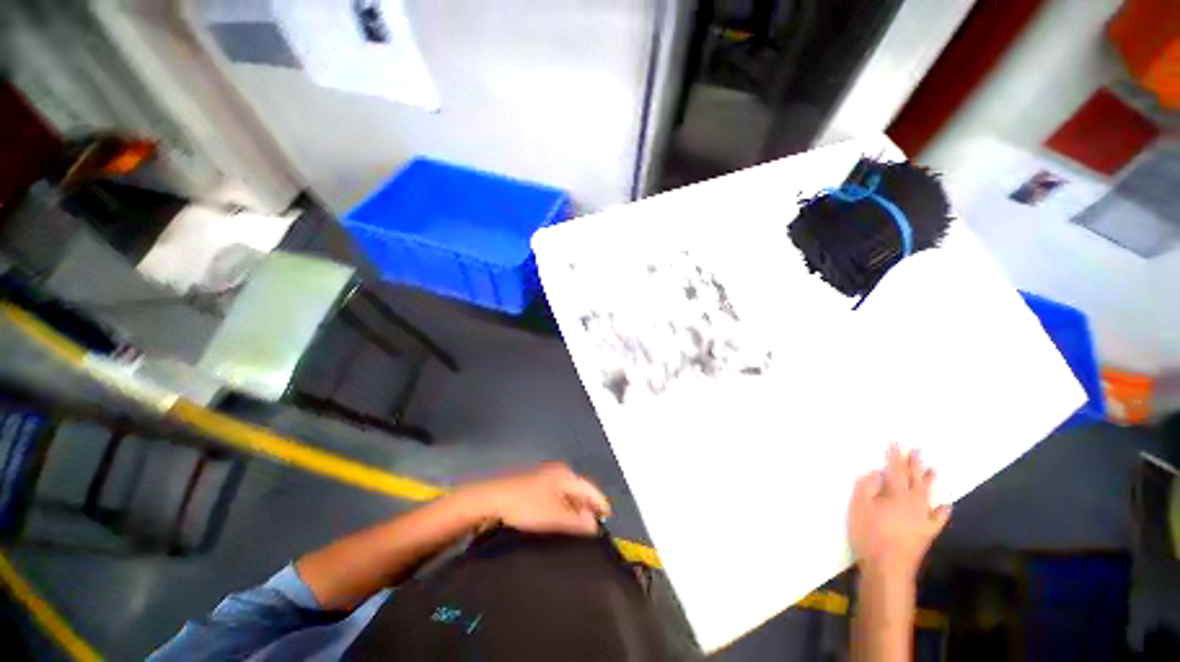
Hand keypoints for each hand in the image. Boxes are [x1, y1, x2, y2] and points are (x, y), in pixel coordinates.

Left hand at [459, 462, 610, 535]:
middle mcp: (558, 471)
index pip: (590, 489)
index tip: (608, 521)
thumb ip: (577, 521)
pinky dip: (562, 506)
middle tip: (592, 528)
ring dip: (574, 508)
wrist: (492, 498)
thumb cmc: (526, 506)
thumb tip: (595, 525)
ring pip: (568, 493)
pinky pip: (557, 494)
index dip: (601, 505)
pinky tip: (559, 519)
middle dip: (587, 508)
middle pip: (580, 490)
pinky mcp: (536, 483)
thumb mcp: (554, 516)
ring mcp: (546, 476)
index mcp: (565, 475)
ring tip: (577, 527)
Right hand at [848, 445, 949, 579]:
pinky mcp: (927, 533)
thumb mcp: (858, 507)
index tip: (895, 442)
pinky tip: (946, 504)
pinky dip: (942, 509)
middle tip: (917, 449)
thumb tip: (877, 472)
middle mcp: (914, 502)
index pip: (895, 469)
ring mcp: (923, 518)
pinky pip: (938, 517)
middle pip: (915, 479)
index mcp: (896, 494)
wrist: (888, 568)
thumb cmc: (869, 534)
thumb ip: (866, 486)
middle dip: (914, 463)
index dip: (895, 455)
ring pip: (928, 494)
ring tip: (932, 469)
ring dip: (929, 481)